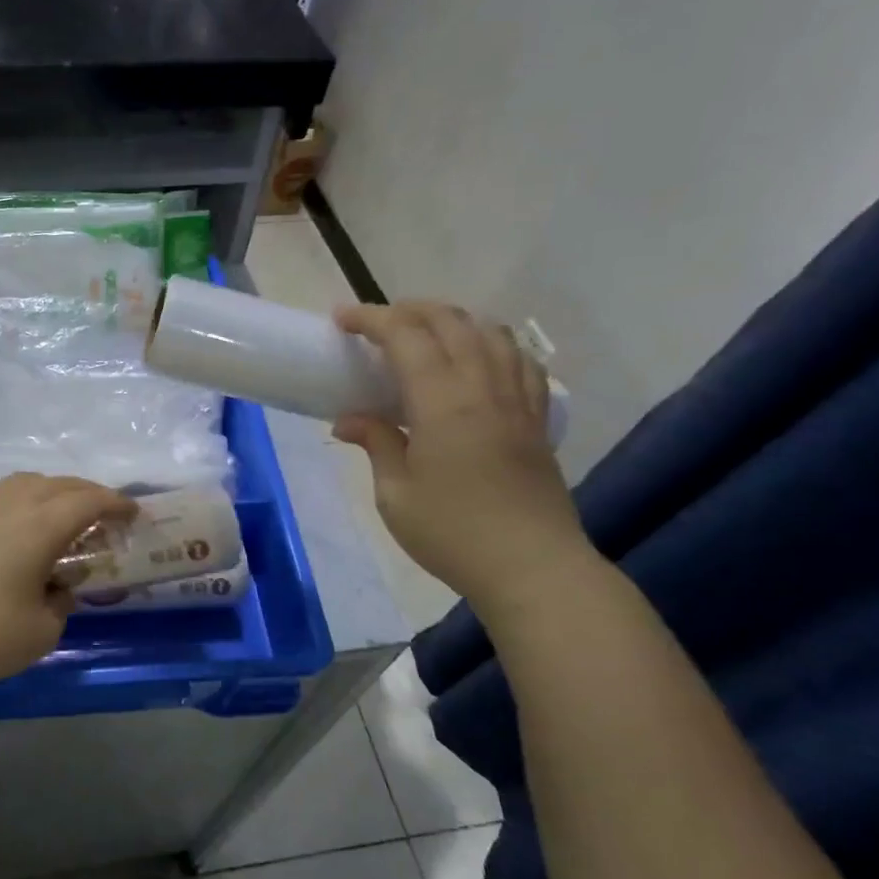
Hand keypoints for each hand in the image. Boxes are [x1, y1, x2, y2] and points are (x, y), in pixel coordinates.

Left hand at [0, 474, 133, 694]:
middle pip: (59, 484)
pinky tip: (21, 525)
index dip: (115, 504)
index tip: (133, 512)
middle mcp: (12, 505)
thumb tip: (57, 586)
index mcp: (40, 526)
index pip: (88, 502)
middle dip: (88, 494)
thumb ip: (61, 601)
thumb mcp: (44, 629)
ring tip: (64, 513)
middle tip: (106, 512)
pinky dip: (24, 500)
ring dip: (53, 490)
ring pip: (26, 482)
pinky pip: (1, 496)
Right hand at [333, 302, 589, 610]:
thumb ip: (376, 444)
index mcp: (443, 402)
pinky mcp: (537, 419)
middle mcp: (484, 387)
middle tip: (376, 323)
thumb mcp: (396, 494)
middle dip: (409, 310)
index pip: (406, 337)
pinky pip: (519, 360)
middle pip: (451, 322)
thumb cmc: (453, 533)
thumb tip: (349, 419)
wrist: (533, 568)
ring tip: (424, 333)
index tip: (341, 318)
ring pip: (490, 332)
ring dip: (452, 320)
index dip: (371, 318)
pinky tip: (478, 358)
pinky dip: (492, 343)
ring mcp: (517, 400)